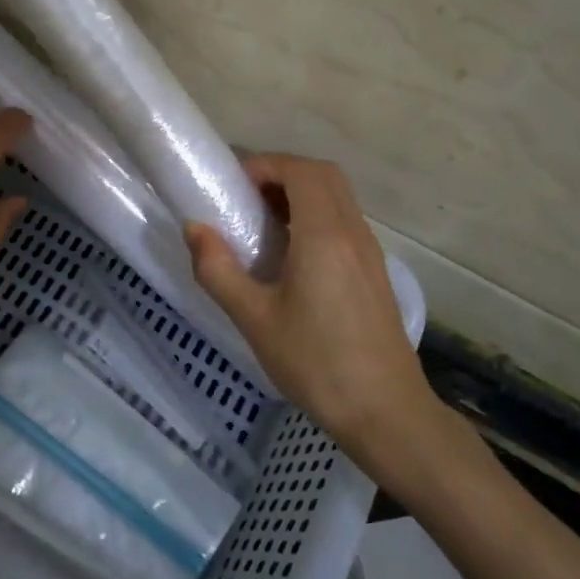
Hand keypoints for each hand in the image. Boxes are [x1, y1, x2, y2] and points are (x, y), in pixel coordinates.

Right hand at [183, 154, 448, 456]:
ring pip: (338, 196)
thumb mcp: (254, 319)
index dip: (266, 165)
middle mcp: (352, 232)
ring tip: (263, 224)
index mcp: (324, 235)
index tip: (234, 187)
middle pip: (323, 174)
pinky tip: (292, 254)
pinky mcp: (374, 271)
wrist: (386, 412)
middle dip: (282, 172)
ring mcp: (369, 251)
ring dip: (301, 193)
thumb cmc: (316, 363)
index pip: (301, 170)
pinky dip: (317, 214)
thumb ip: (218, 269)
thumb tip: (194, 227)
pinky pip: (345, 220)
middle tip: (247, 199)